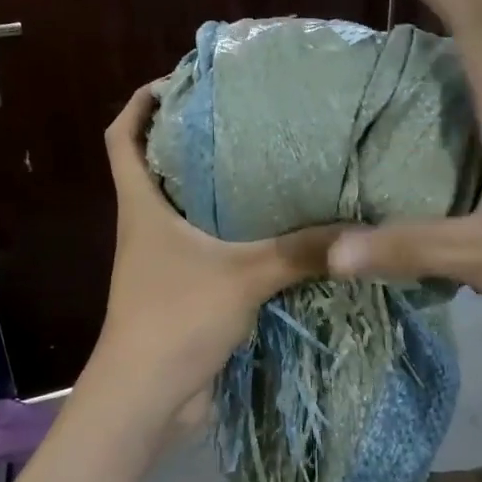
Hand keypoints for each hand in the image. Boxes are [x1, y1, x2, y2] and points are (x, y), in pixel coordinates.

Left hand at [85, 84, 339, 432]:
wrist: (146, 400)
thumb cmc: (176, 319)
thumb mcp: (243, 276)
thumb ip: (300, 251)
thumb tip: (360, 229)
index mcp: (142, 208)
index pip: (120, 138)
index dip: (139, 104)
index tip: (176, 81)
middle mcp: (147, 228)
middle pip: (157, 168)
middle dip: (191, 140)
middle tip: (244, 117)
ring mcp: (164, 264)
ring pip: (187, 212)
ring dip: (218, 191)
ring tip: (269, 166)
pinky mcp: (185, 294)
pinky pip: (210, 253)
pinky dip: (236, 238)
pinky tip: (277, 234)